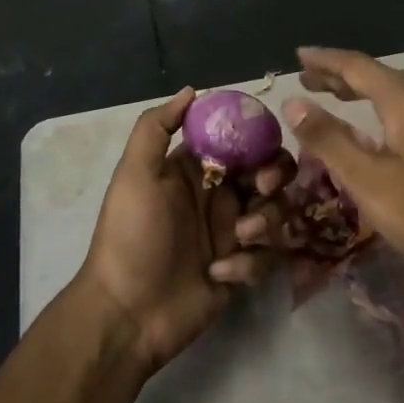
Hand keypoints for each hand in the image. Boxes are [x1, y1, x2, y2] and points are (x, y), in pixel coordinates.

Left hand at [75, 88, 282, 374]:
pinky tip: (219, 274)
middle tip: (262, 190)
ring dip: (265, 222)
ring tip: (238, 240)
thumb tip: (192, 90)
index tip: (262, 147)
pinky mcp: (242, 269)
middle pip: (271, 172)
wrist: (127, 312)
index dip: (259, 138)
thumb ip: (157, 126)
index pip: (243, 139)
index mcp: (197, 168)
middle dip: (275, 178)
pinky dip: (249, 264)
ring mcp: (233, 233)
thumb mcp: (135, 174)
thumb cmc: (132, 235)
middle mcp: (220, 195)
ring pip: (276, 212)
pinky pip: (267, 256)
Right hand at [279, 47, 403, 288]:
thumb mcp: (366, 180)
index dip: (326, 60)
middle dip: (343, 75)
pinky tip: (385, 127)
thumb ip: (328, 138)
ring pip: (403, 91)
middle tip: (309, 80)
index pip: (358, 66)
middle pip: (381, 75)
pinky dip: (391, 106)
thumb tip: (292, 102)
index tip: (298, 56)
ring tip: (338, 97)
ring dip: (368, 90)